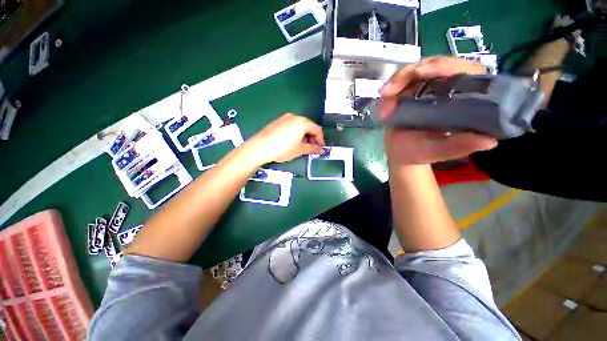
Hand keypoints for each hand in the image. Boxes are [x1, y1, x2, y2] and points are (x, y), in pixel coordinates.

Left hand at [248, 113, 325, 163]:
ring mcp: (285, 118)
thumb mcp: (300, 150)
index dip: (321, 139)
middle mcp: (295, 117)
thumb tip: (321, 150)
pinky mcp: (278, 121)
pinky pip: (291, 125)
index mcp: (302, 122)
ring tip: (302, 145)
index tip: (320, 148)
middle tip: (311, 147)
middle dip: (312, 137)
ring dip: (304, 135)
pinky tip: (292, 141)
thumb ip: (313, 149)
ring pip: (300, 125)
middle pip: (309, 126)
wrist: (260, 147)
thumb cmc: (283, 148)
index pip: (317, 129)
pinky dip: (296, 132)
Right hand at [380, 56, 497, 165]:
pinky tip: (382, 100)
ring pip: (416, 71)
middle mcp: (450, 89)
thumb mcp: (437, 152)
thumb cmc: (419, 153)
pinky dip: (392, 89)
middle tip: (388, 91)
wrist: (400, 152)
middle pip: (436, 65)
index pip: (465, 72)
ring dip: (397, 82)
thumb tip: (489, 141)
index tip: (420, 73)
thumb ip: (457, 147)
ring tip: (383, 98)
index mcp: (465, 101)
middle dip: (410, 74)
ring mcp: (431, 88)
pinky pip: (403, 81)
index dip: (445, 67)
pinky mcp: (415, 90)